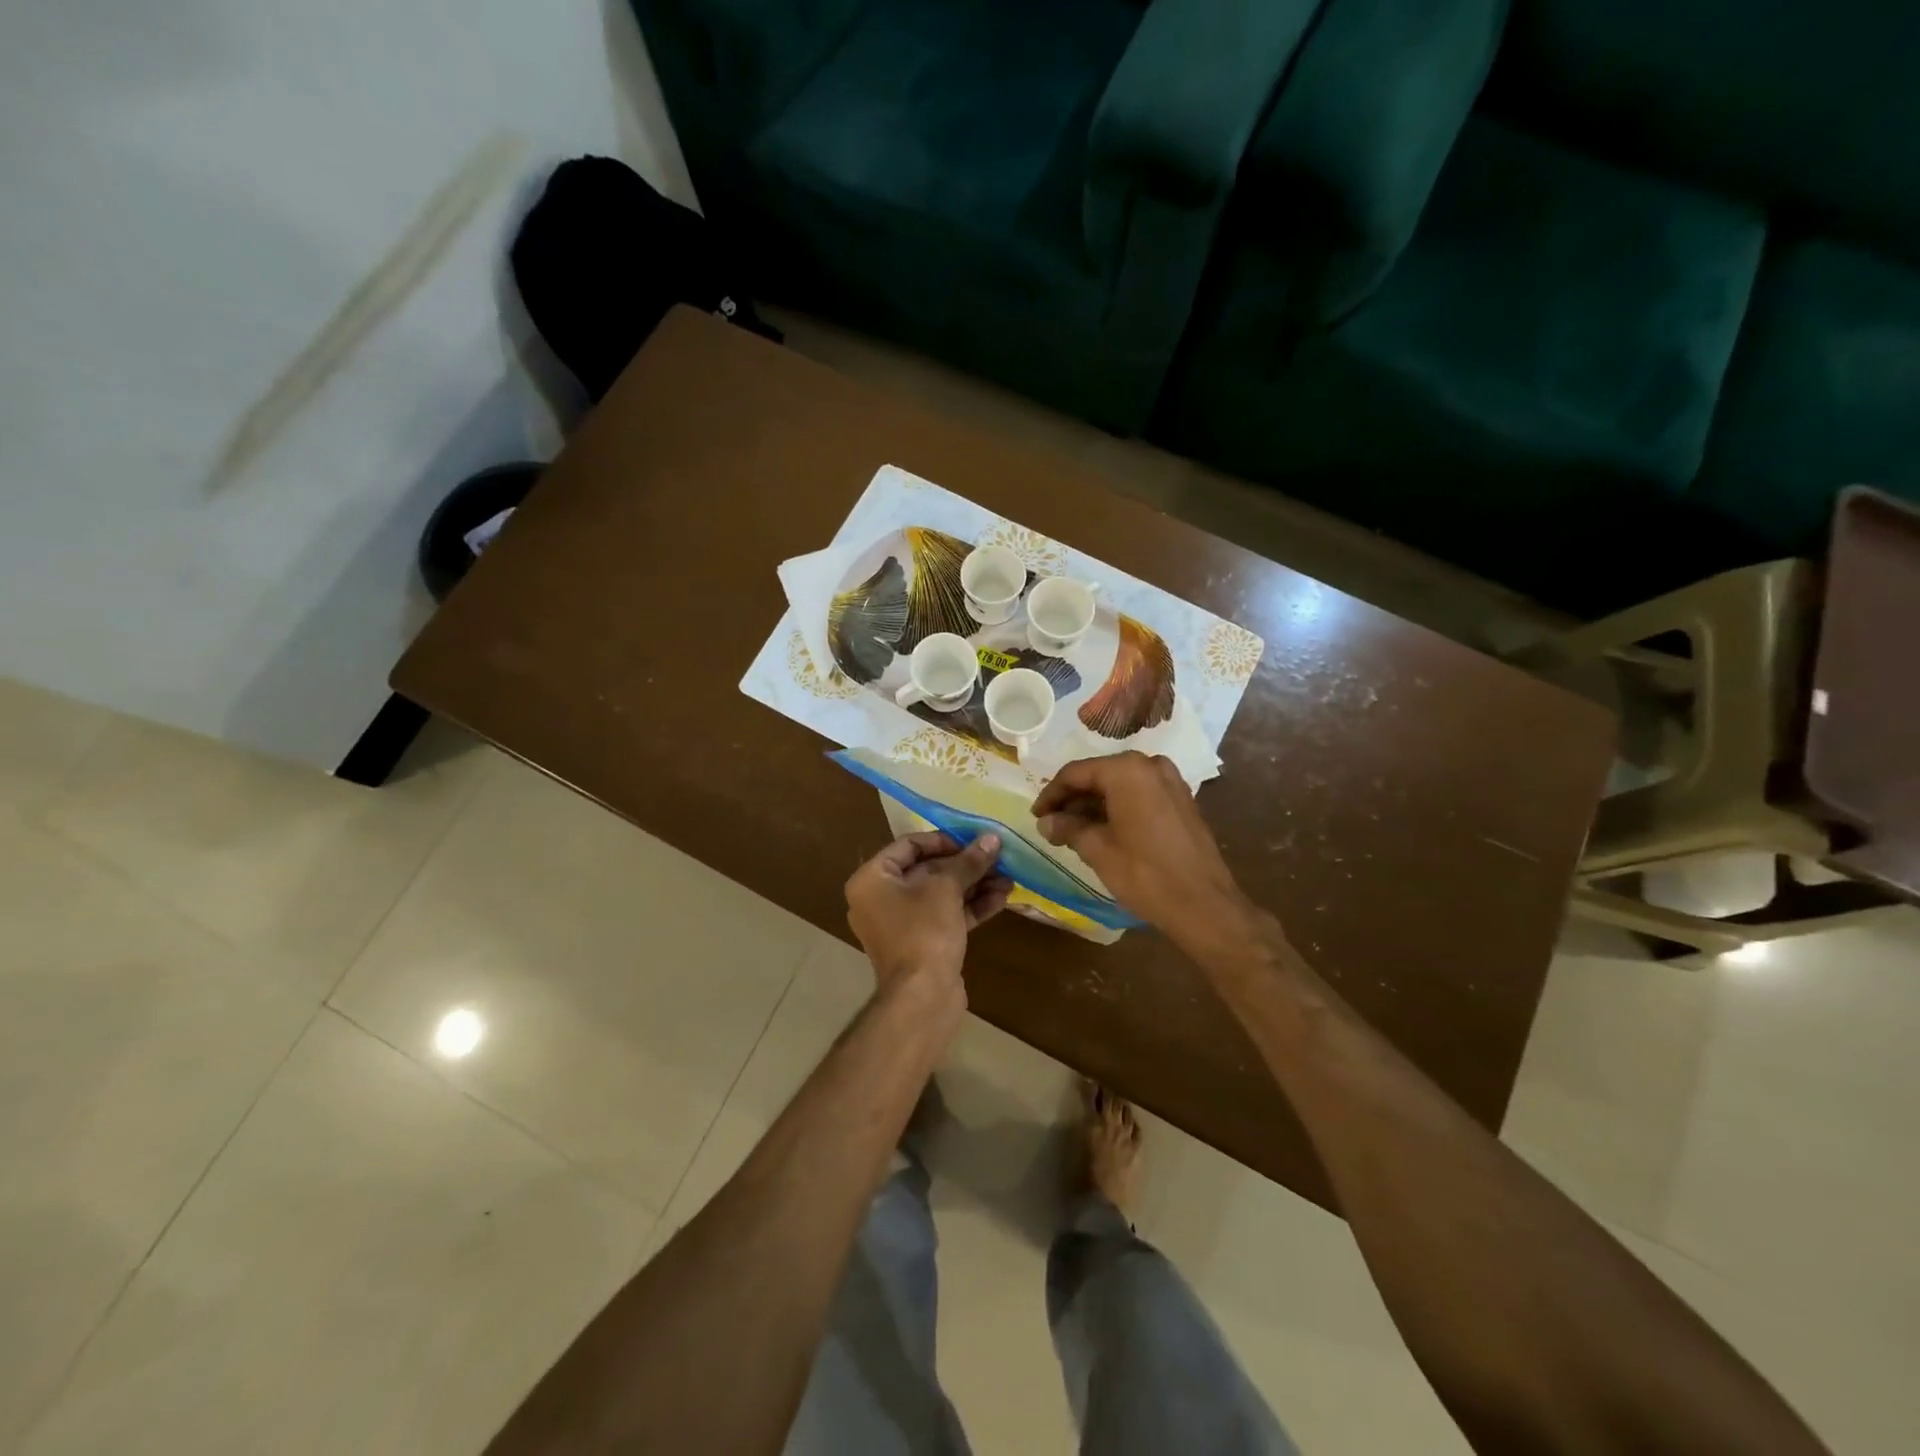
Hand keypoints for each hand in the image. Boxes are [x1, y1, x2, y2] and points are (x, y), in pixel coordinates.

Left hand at [844, 832, 1012, 995]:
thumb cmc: (924, 931)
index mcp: (872, 879)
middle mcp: (881, 899)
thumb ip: (969, 861)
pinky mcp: (923, 944)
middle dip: (965, 865)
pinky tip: (1002, 898)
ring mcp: (902, 924)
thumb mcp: (947, 888)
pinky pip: (946, 916)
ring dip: (974, 885)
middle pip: (927, 870)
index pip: (908, 845)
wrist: (922, 998)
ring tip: (1008, 877)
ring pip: (941, 895)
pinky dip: (971, 907)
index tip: (973, 840)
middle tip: (997, 857)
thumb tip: (992, 839)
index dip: (943, 840)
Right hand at [1031, 753, 1246, 943]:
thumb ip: (1068, 828)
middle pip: (1099, 775)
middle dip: (1073, 798)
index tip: (1035, 816)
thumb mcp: (1097, 850)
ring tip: (1072, 830)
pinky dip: (1118, 807)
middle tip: (1051, 824)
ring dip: (1094, 804)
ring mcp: (1171, 781)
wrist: (1204, 905)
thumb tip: (1045, 821)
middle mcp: (1150, 765)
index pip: (1076, 773)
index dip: (1051, 794)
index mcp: (1126, 770)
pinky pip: (1140, 794)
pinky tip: (1103, 830)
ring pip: (1120, 785)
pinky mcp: (1182, 800)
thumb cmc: (1145, 874)